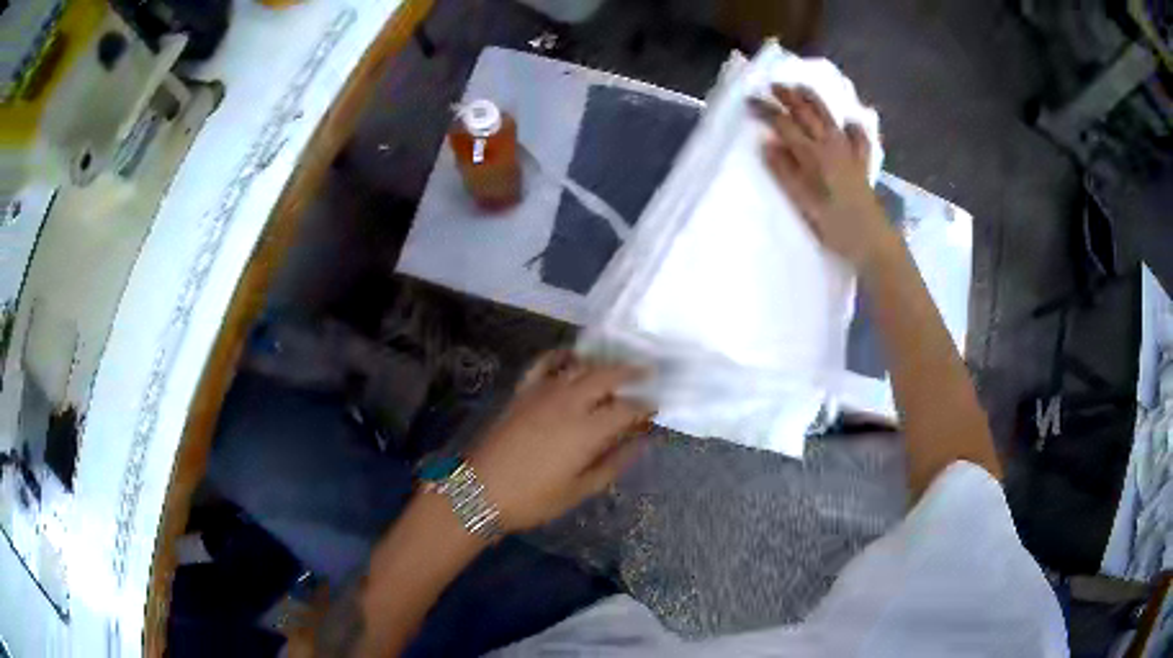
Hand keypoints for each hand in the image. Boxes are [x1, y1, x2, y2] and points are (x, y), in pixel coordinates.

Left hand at [468, 351, 652, 531]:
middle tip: (647, 372)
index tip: (655, 408)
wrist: (481, 490)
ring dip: (602, 364)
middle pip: (607, 375)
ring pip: (580, 366)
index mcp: (587, 430)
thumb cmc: (534, 498)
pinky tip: (571, 358)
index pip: (627, 408)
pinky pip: (545, 363)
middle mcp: (569, 402)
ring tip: (616, 369)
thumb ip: (614, 462)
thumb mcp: (581, 489)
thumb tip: (641, 442)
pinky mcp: (523, 391)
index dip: (645, 406)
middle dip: (631, 371)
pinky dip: (561, 355)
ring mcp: (543, 392)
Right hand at [749, 85, 897, 269]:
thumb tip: (767, 144)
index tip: (750, 100)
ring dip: (814, 101)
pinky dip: (853, 128)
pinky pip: (859, 139)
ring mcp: (850, 153)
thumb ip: (785, 172)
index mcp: (813, 156)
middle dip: (789, 97)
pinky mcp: (862, 165)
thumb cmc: (836, 227)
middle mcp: (832, 147)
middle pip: (808, 114)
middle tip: (773, 85)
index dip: (766, 111)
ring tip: (802, 88)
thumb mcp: (804, 203)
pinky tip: (850, 122)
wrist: (874, 242)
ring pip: (830, 118)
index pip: (785, 125)